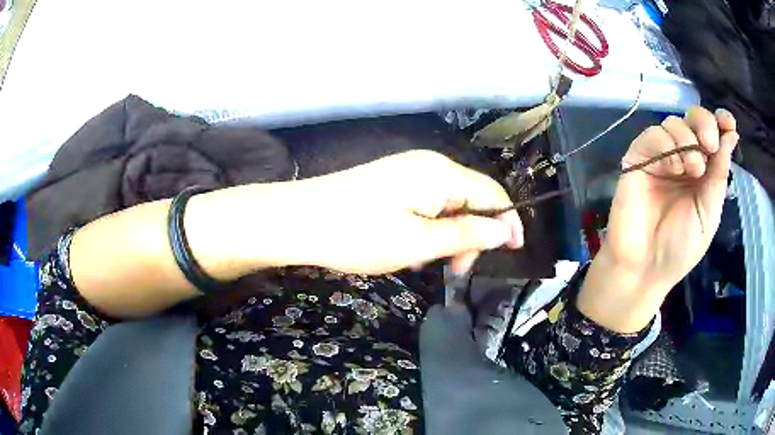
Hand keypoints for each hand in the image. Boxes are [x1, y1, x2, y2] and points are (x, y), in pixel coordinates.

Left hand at [281, 150, 523, 274]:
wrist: (298, 220)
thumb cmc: (359, 234)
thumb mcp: (418, 242)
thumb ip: (467, 234)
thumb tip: (505, 230)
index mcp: (442, 174)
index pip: (493, 193)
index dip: (508, 222)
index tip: (514, 252)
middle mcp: (429, 165)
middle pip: (471, 199)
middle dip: (472, 234)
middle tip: (455, 270)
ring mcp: (408, 171)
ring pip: (447, 205)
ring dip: (448, 235)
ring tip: (426, 262)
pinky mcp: (392, 182)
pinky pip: (425, 204)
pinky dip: (428, 228)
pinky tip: (409, 248)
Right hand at [579, 107, 738, 332]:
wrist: (645, 268)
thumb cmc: (681, 248)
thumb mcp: (710, 213)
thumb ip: (720, 173)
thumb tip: (732, 134)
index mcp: (702, 172)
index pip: (712, 134)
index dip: (720, 122)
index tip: (728, 123)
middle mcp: (682, 158)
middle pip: (692, 118)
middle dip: (704, 124)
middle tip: (709, 145)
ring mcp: (660, 157)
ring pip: (673, 123)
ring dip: (687, 140)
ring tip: (692, 170)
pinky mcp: (638, 158)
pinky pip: (653, 135)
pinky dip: (667, 144)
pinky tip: (674, 167)